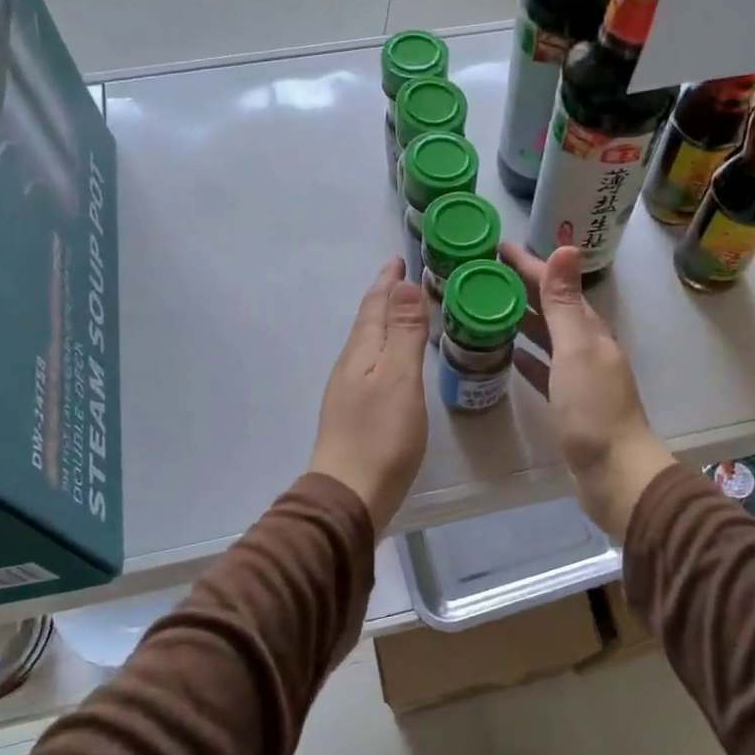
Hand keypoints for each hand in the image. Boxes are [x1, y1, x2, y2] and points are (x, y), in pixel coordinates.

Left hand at [307, 257, 429, 530]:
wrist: (350, 494)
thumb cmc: (381, 435)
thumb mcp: (400, 378)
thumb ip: (404, 332)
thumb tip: (403, 283)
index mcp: (361, 352)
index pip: (374, 306)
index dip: (387, 282)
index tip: (398, 260)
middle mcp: (350, 365)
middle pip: (368, 322)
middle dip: (385, 298)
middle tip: (404, 280)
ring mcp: (350, 390)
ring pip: (369, 344)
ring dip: (386, 323)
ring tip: (404, 313)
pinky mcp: (356, 413)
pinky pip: (373, 365)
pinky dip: (387, 350)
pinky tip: (396, 362)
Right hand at [502, 243, 674, 538]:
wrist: (615, 473)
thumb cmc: (593, 410)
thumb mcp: (576, 350)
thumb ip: (565, 303)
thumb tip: (566, 247)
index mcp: (590, 330)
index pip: (555, 285)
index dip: (528, 265)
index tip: (496, 248)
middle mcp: (586, 347)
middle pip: (550, 308)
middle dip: (521, 288)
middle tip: (484, 275)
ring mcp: (579, 376)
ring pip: (546, 337)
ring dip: (521, 319)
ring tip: (487, 308)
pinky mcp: (569, 403)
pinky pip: (543, 369)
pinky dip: (527, 357)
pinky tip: (508, 353)